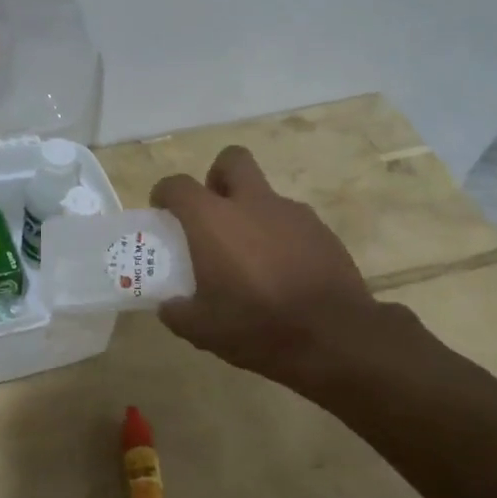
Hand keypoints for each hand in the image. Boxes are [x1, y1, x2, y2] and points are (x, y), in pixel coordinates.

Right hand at [150, 146, 379, 386]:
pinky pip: (292, 221)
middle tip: (212, 212)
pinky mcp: (322, 231)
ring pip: (265, 194)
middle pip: (232, 160)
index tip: (162, 211)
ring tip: (251, 257)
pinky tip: (282, 271)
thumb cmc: (257, 327)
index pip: (179, 185)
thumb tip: (169, 306)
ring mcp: (292, 214)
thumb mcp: (203, 331)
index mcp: (213, 221)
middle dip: (217, 177)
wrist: (334, 337)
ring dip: (251, 213)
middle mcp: (252, 204)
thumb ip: (177, 312)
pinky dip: (280, 236)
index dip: (165, 193)